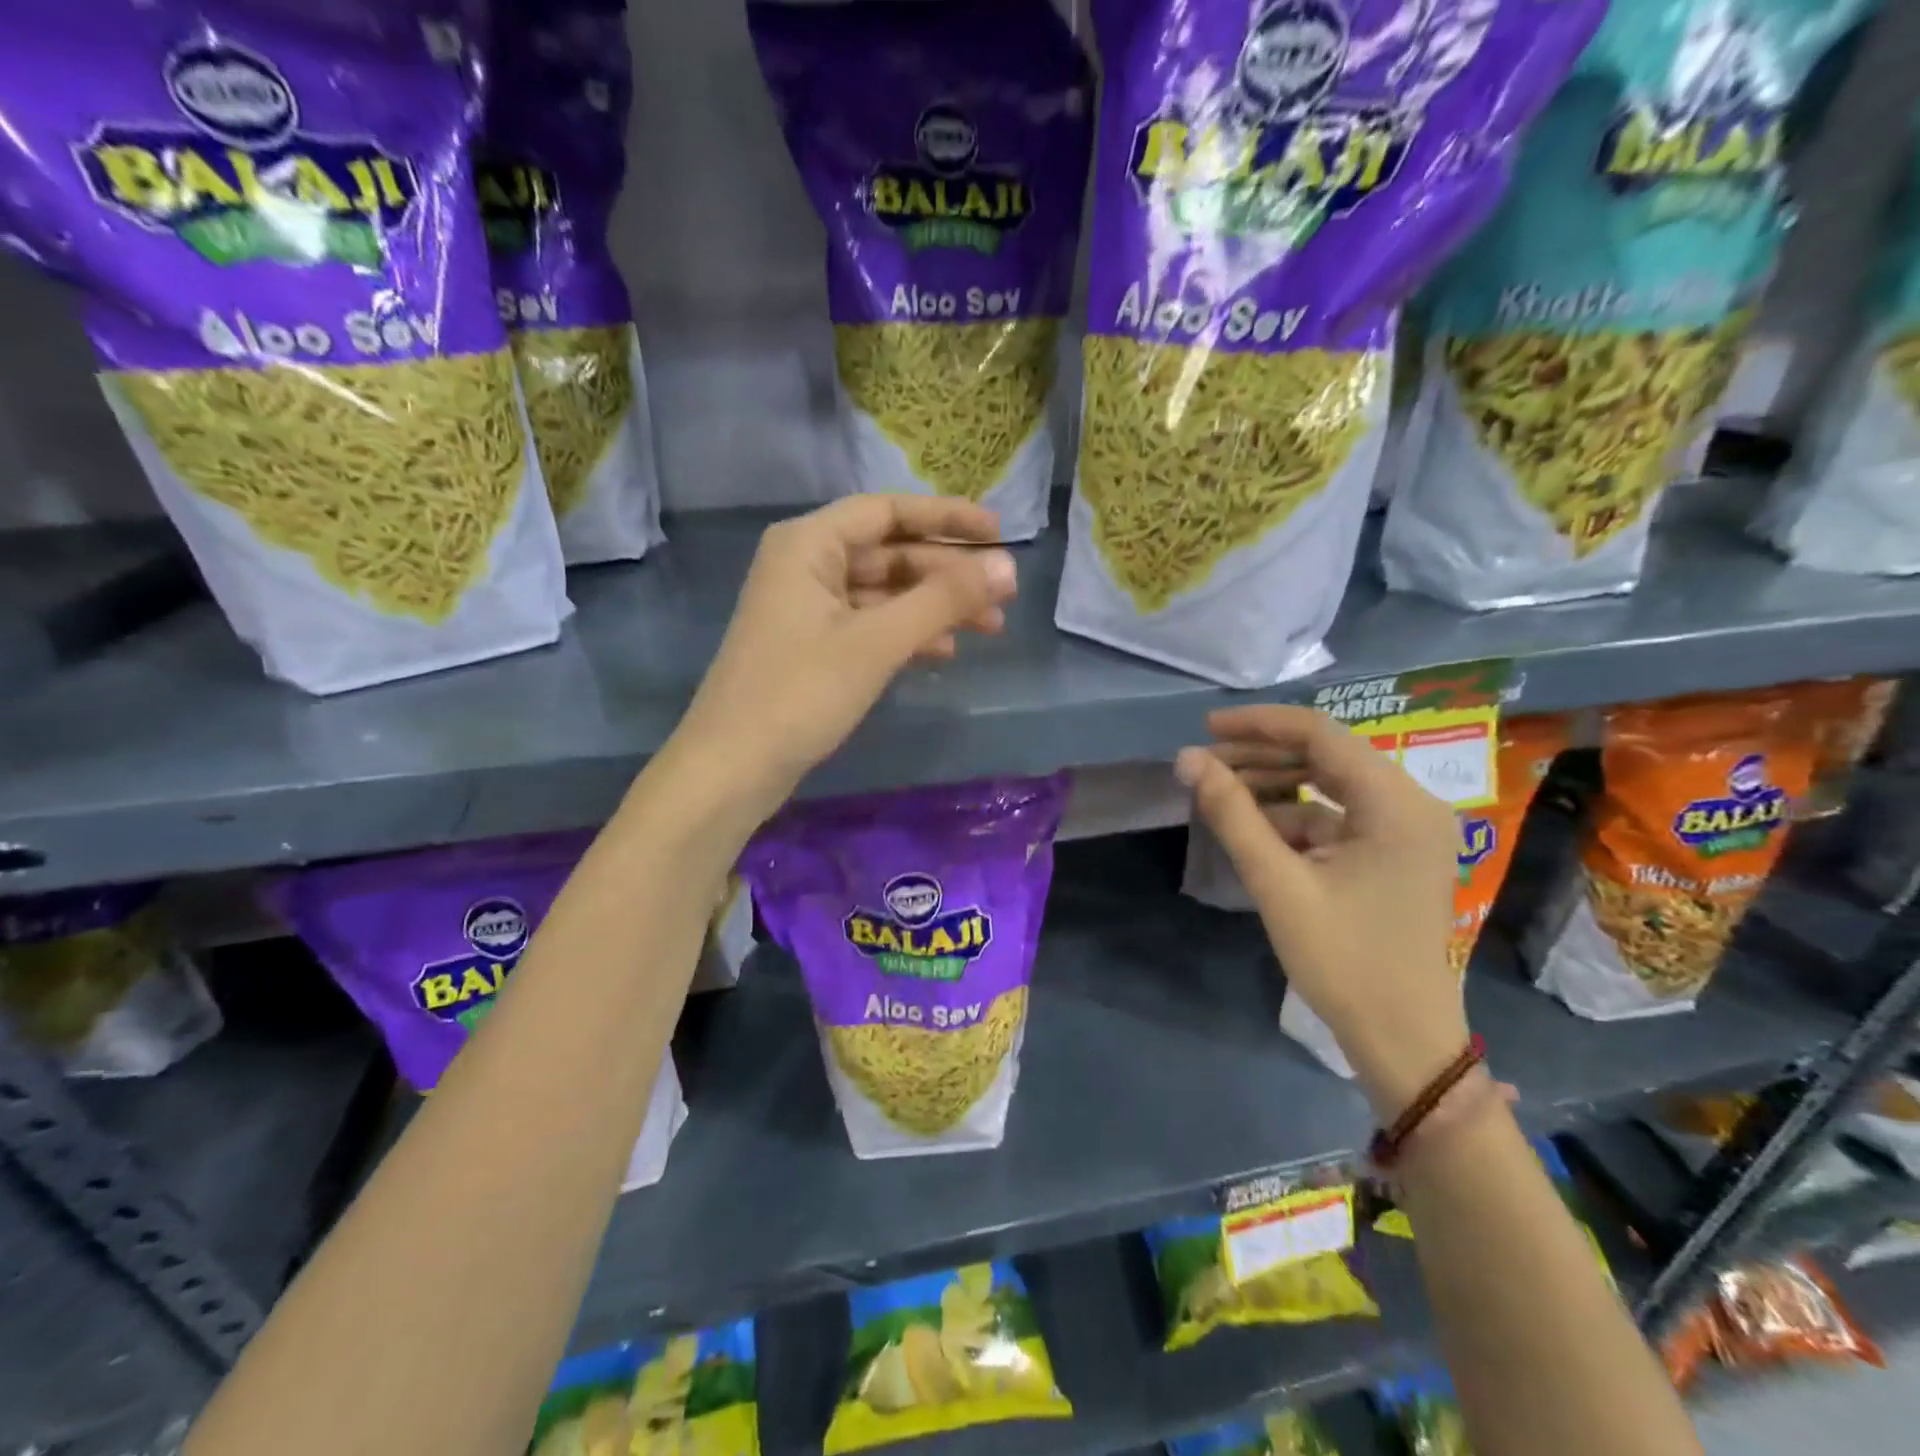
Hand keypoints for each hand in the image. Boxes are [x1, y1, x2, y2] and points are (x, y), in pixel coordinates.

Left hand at [672, 494, 1016, 812]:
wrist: (732, 769)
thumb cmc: (800, 693)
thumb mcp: (877, 642)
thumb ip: (943, 600)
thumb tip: (1008, 568)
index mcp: (809, 544)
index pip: (888, 512)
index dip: (946, 518)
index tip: (1000, 533)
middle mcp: (805, 566)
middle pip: (889, 553)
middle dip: (947, 573)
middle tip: (1003, 594)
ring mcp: (806, 610)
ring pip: (883, 593)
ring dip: (934, 606)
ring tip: (989, 627)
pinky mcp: (811, 649)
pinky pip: (869, 626)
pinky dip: (907, 634)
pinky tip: (944, 652)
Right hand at [1176, 706, 1466, 1119]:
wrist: (1401, 1038)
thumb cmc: (1343, 960)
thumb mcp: (1278, 882)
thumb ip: (1232, 813)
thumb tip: (1187, 759)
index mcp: (1397, 804)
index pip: (1321, 734)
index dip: (1259, 724)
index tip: (1206, 728)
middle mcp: (1411, 804)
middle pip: (1327, 754)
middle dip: (1263, 754)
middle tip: (1205, 764)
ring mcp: (1406, 830)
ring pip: (1331, 782)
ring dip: (1276, 783)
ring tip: (1222, 791)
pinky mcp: (1394, 853)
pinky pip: (1338, 814)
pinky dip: (1296, 815)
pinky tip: (1256, 828)